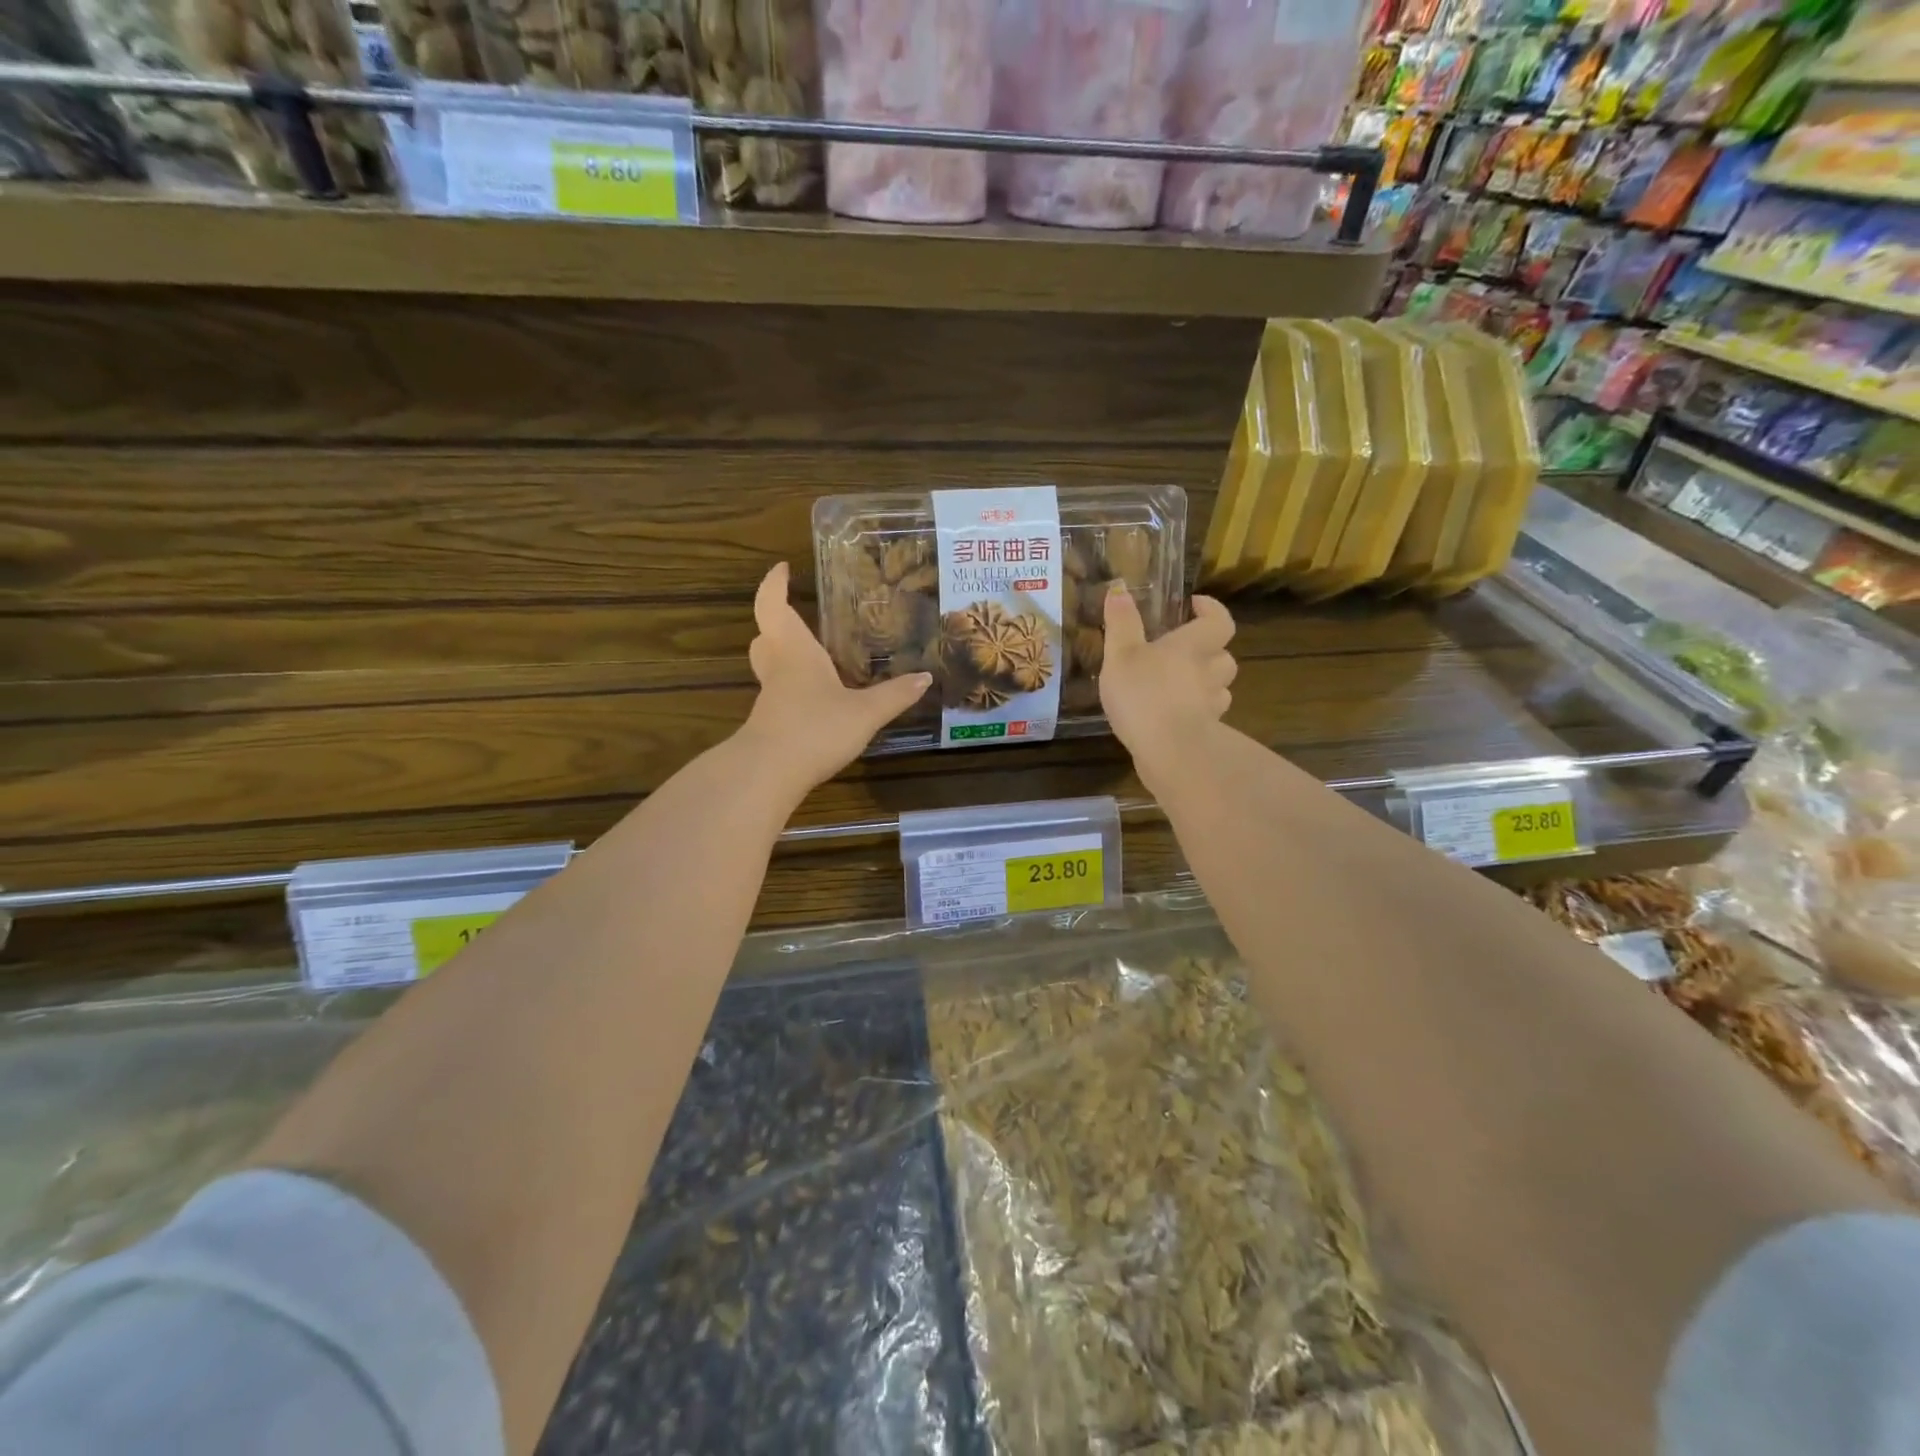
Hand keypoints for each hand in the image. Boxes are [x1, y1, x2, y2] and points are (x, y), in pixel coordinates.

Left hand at [738, 563, 931, 796]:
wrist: (768, 775)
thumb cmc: (814, 729)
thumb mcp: (864, 713)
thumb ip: (894, 696)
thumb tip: (926, 677)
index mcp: (795, 652)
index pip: (774, 606)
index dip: (775, 584)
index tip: (782, 568)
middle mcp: (778, 670)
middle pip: (765, 636)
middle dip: (777, 621)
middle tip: (798, 615)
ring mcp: (770, 699)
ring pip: (770, 667)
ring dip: (784, 655)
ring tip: (815, 656)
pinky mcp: (770, 725)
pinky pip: (780, 695)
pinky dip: (794, 688)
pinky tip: (817, 700)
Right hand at [1099, 583, 1236, 783]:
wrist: (1170, 751)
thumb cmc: (1144, 694)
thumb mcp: (1121, 655)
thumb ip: (1121, 623)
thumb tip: (1119, 588)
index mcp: (1193, 647)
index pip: (1219, 621)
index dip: (1212, 610)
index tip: (1196, 606)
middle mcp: (1209, 673)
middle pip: (1225, 658)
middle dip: (1212, 652)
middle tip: (1188, 652)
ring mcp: (1211, 707)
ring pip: (1220, 690)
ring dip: (1208, 685)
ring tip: (1182, 687)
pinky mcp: (1206, 735)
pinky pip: (1207, 719)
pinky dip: (1196, 714)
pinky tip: (1175, 719)